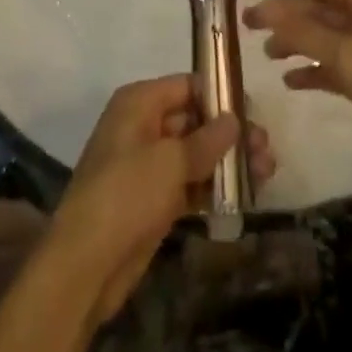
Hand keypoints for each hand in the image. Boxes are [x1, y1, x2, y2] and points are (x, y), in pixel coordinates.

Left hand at [43, 75, 275, 321]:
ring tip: (266, 172)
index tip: (254, 110)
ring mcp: (147, 165)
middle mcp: (143, 126)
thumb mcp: (170, 161)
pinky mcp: (153, 200)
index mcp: (139, 103)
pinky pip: (190, 184)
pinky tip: (245, 195)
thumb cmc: (126, 195)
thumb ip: (207, 139)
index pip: (187, 86)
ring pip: (195, 155)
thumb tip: (233, 120)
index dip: (220, 95)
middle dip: (230, 134)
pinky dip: (214, 188)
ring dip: (228, 162)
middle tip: (266, 147)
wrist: (85, 265)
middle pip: (194, 120)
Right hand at [244, 0, 351, 200]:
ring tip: (265, 54)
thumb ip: (305, 33)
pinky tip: (289, 82)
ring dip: (294, 42)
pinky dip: (311, 72)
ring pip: (323, 39)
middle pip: (319, 9)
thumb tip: (266, 11)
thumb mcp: (350, 55)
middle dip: (285, 13)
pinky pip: (331, 68)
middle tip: (248, 22)